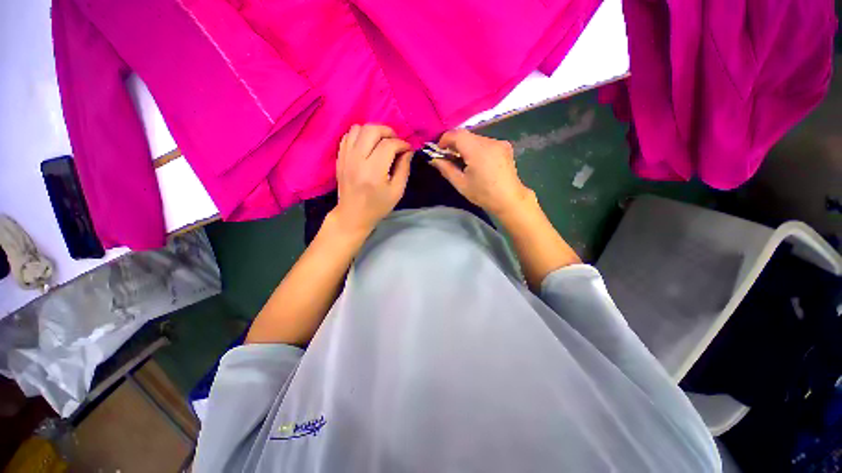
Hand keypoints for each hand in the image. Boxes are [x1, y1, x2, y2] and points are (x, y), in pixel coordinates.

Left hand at [331, 124, 411, 234]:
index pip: (389, 145)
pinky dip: (360, 135)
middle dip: (388, 132)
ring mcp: (346, 157)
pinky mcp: (340, 157)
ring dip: (374, 131)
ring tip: (382, 142)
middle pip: (372, 130)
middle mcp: (357, 160)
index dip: (402, 144)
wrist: (353, 215)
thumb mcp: (397, 191)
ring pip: (358, 128)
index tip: (408, 149)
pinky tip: (368, 145)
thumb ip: (404, 169)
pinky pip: (349, 135)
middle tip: (396, 142)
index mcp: (373, 171)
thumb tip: (408, 151)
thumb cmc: (378, 206)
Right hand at [429, 129, 533, 218]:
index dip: (445, 139)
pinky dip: (477, 148)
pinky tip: (477, 162)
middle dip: (455, 144)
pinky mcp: (505, 146)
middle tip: (449, 158)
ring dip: (466, 146)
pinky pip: (485, 142)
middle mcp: (489, 141)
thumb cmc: (483, 194)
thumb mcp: (461, 184)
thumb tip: (434, 159)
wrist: (509, 199)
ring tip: (463, 162)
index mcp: (477, 150)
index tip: (439, 150)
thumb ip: (446, 169)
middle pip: (466, 135)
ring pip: (476, 138)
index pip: (457, 134)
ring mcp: (499, 142)